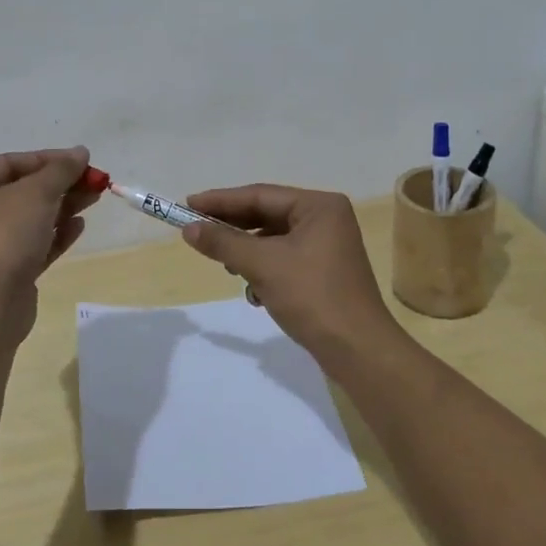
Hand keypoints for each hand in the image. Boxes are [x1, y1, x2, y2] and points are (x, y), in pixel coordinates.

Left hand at [0, 147, 100, 340]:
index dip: (48, 159)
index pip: (11, 163)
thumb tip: (80, 152)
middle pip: (24, 190)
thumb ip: (60, 170)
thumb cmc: (5, 235)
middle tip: (94, 181)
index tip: (80, 161)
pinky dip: (57, 234)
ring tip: (94, 199)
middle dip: (61, 183)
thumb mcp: (36, 192)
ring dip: (64, 206)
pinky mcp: (8, 272)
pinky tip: (79, 226)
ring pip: (32, 218)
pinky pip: (36, 245)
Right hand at [180, 184, 403, 367]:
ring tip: (226, 266)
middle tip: (195, 232)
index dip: (220, 201)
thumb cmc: (312, 296)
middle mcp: (326, 218)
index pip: (260, 195)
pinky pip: (284, 260)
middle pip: (267, 215)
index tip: (187, 204)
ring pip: (273, 240)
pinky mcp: (324, 272)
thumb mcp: (262, 265)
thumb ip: (224, 242)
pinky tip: (254, 292)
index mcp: (319, 206)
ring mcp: (328, 246)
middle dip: (233, 228)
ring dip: (247, 253)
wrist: (357, 350)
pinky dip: (264, 271)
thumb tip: (189, 228)